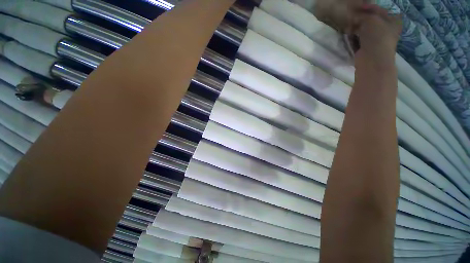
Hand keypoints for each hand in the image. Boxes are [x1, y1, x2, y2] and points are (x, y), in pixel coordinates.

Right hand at [354, 5, 401, 62]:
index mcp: (393, 20)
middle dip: (360, 18)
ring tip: (349, 27)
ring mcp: (377, 40)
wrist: (373, 59)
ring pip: (365, 30)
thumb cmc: (377, 36)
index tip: (358, 8)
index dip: (368, 7)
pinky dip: (354, 37)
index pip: (379, 10)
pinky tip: (349, 35)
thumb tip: (355, 15)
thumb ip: (364, 14)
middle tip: (352, 18)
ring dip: (356, 28)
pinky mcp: (367, 48)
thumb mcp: (371, 19)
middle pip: (372, 20)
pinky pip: (360, 39)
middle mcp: (386, 29)